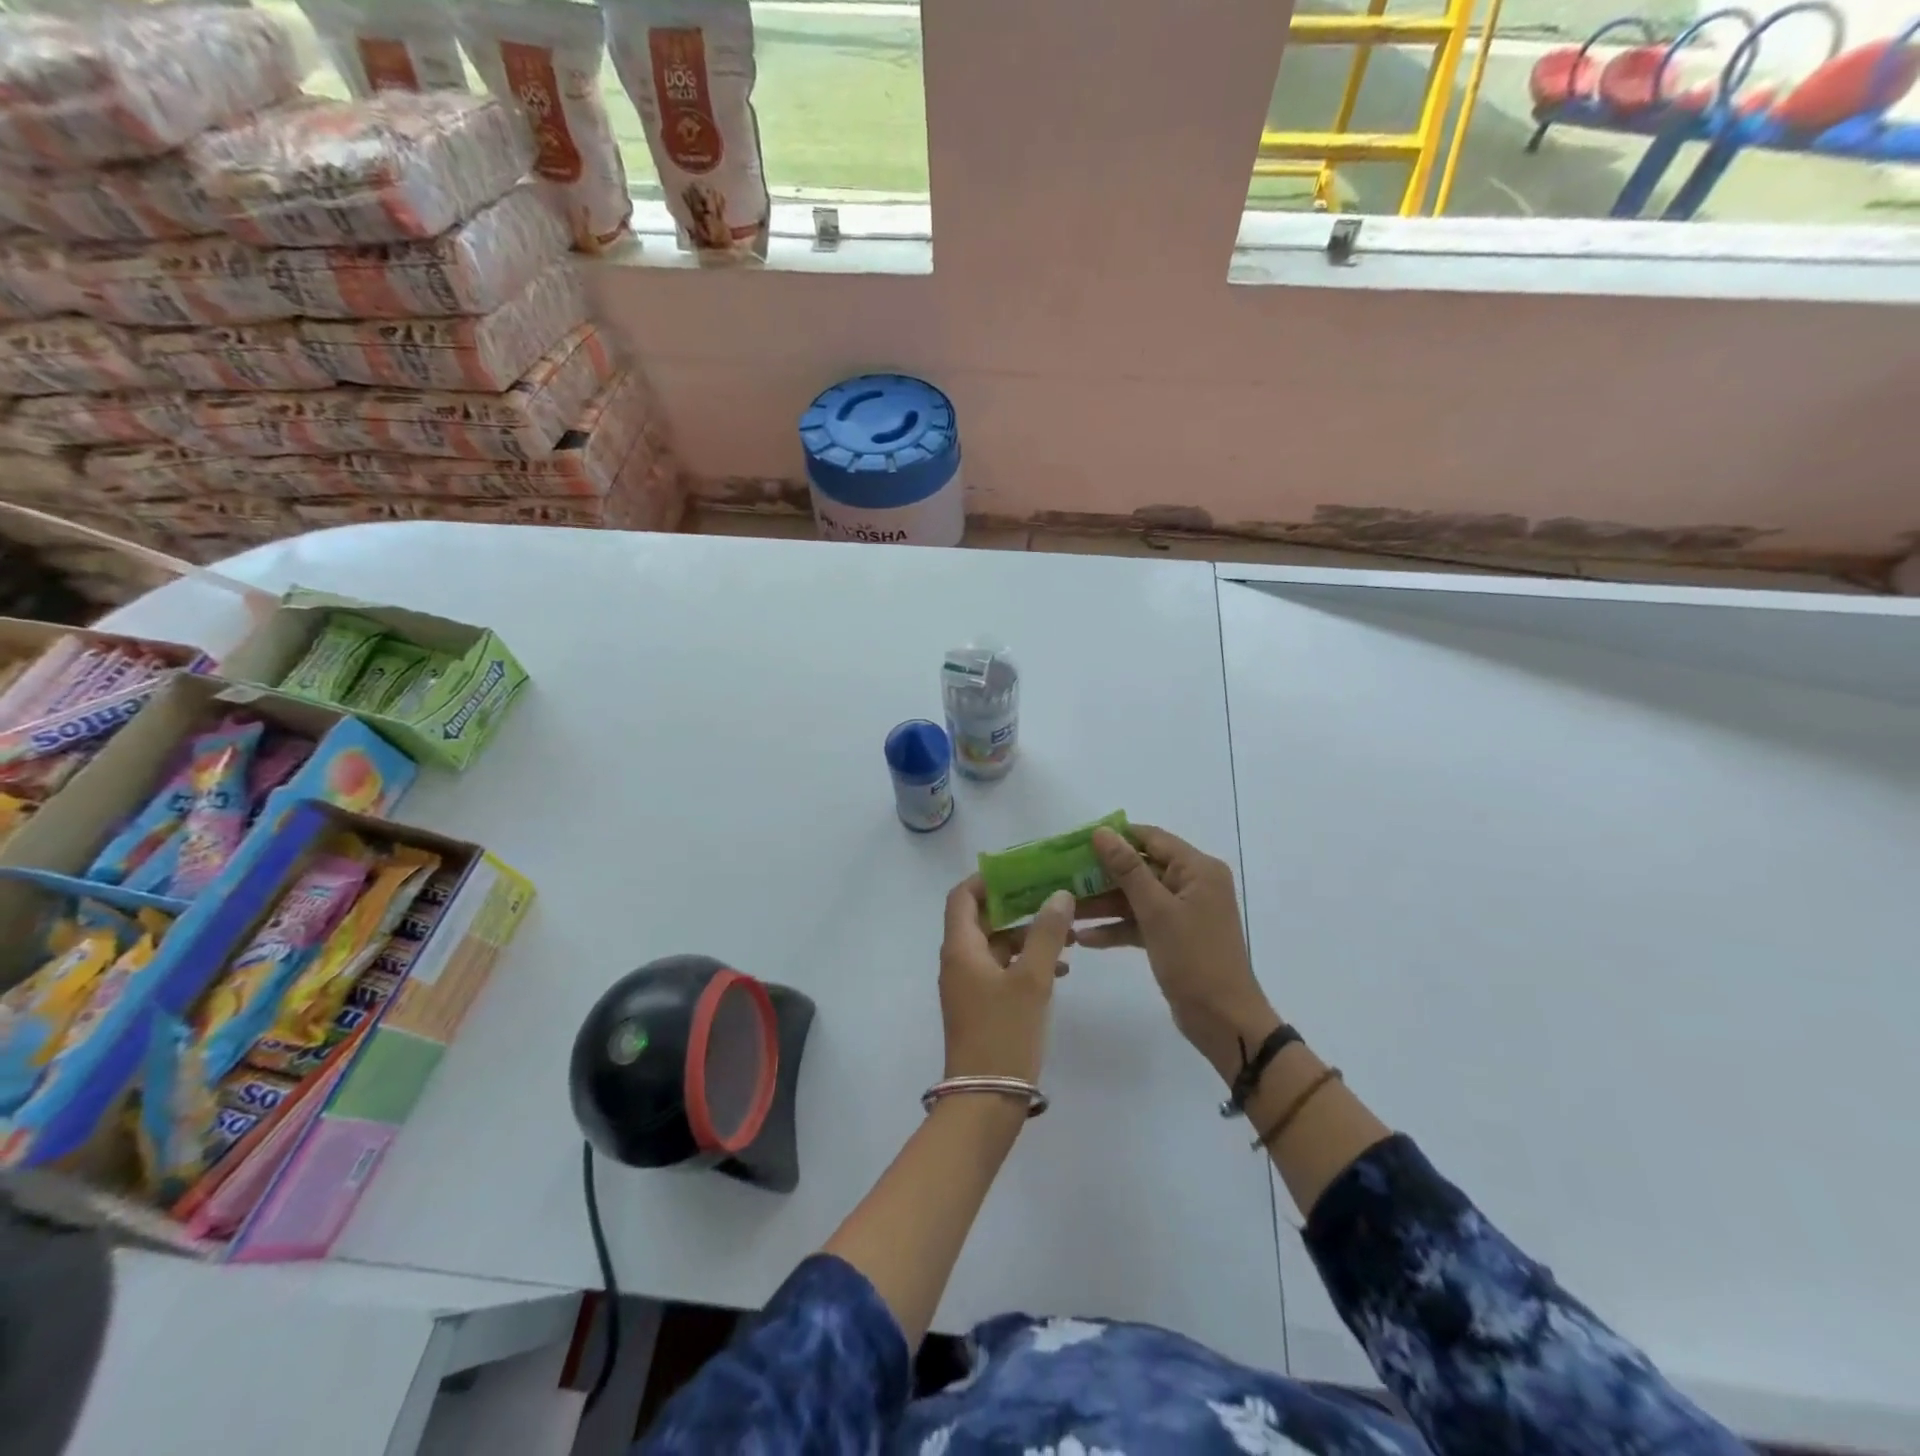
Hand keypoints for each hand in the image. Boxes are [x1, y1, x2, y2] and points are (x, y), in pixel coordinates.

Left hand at [939, 878, 1073, 1084]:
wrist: (985, 1101)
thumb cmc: (1004, 1033)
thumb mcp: (1032, 980)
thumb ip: (1046, 934)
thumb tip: (1059, 895)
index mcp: (960, 948)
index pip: (963, 896)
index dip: (987, 879)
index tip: (1021, 871)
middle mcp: (958, 961)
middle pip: (982, 918)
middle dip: (1018, 906)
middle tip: (1053, 898)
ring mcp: (969, 985)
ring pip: (997, 946)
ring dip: (1028, 936)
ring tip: (1068, 934)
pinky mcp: (981, 1006)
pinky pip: (1002, 970)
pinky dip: (1026, 962)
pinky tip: (1060, 969)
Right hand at [1080, 825, 1278, 1080]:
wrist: (1223, 1020)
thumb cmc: (1194, 958)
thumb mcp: (1156, 910)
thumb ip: (1127, 869)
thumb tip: (1102, 832)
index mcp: (1197, 869)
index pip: (1151, 838)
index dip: (1115, 838)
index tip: (1076, 844)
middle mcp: (1192, 884)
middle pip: (1140, 868)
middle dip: (1103, 875)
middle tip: (1064, 878)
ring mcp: (1183, 912)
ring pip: (1136, 898)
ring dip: (1104, 904)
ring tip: (1067, 910)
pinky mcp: (1173, 937)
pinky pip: (1140, 922)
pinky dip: (1117, 928)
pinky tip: (1084, 938)